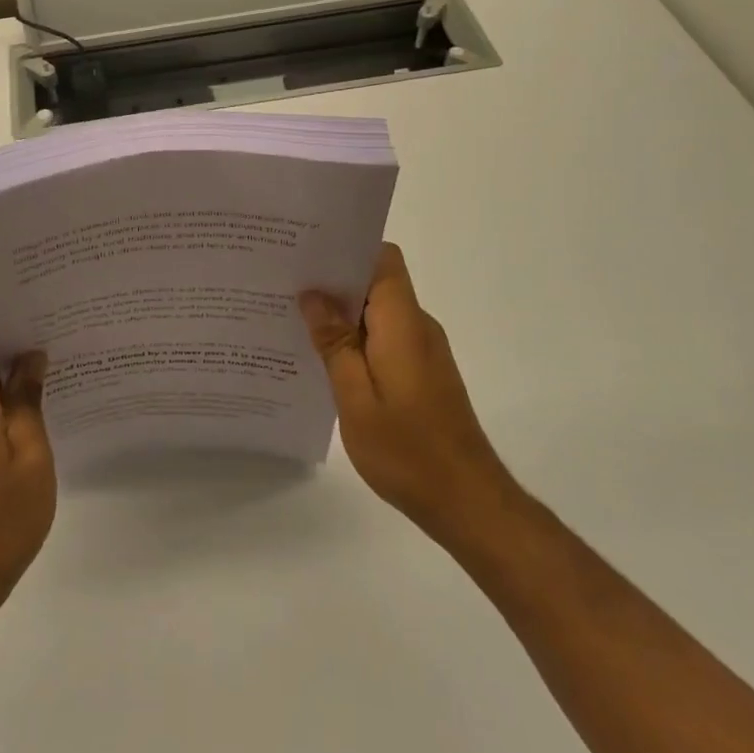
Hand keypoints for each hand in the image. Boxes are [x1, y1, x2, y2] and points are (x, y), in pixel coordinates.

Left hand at [0, 309, 55, 615]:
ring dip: (10, 363)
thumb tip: (31, 356)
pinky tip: (40, 397)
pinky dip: (4, 391)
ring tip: (56, 355)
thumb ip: (27, 399)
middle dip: (10, 331)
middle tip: (57, 323)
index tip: (31, 301)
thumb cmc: (1, 517)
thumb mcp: (31, 454)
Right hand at [300, 243, 517, 544]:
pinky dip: (356, 339)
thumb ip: (335, 342)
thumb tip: (313, 295)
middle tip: (285, 285)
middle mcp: (418, 326)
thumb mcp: (355, 398)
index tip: (307, 253)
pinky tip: (324, 359)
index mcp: (403, 323)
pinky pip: (385, 337)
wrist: (468, 503)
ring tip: (294, 320)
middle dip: (333, 281)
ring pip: (378, 312)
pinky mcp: (422, 372)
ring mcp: (423, 350)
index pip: (382, 260)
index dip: (348, 249)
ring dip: (342, 314)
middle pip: (376, 282)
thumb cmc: (408, 450)